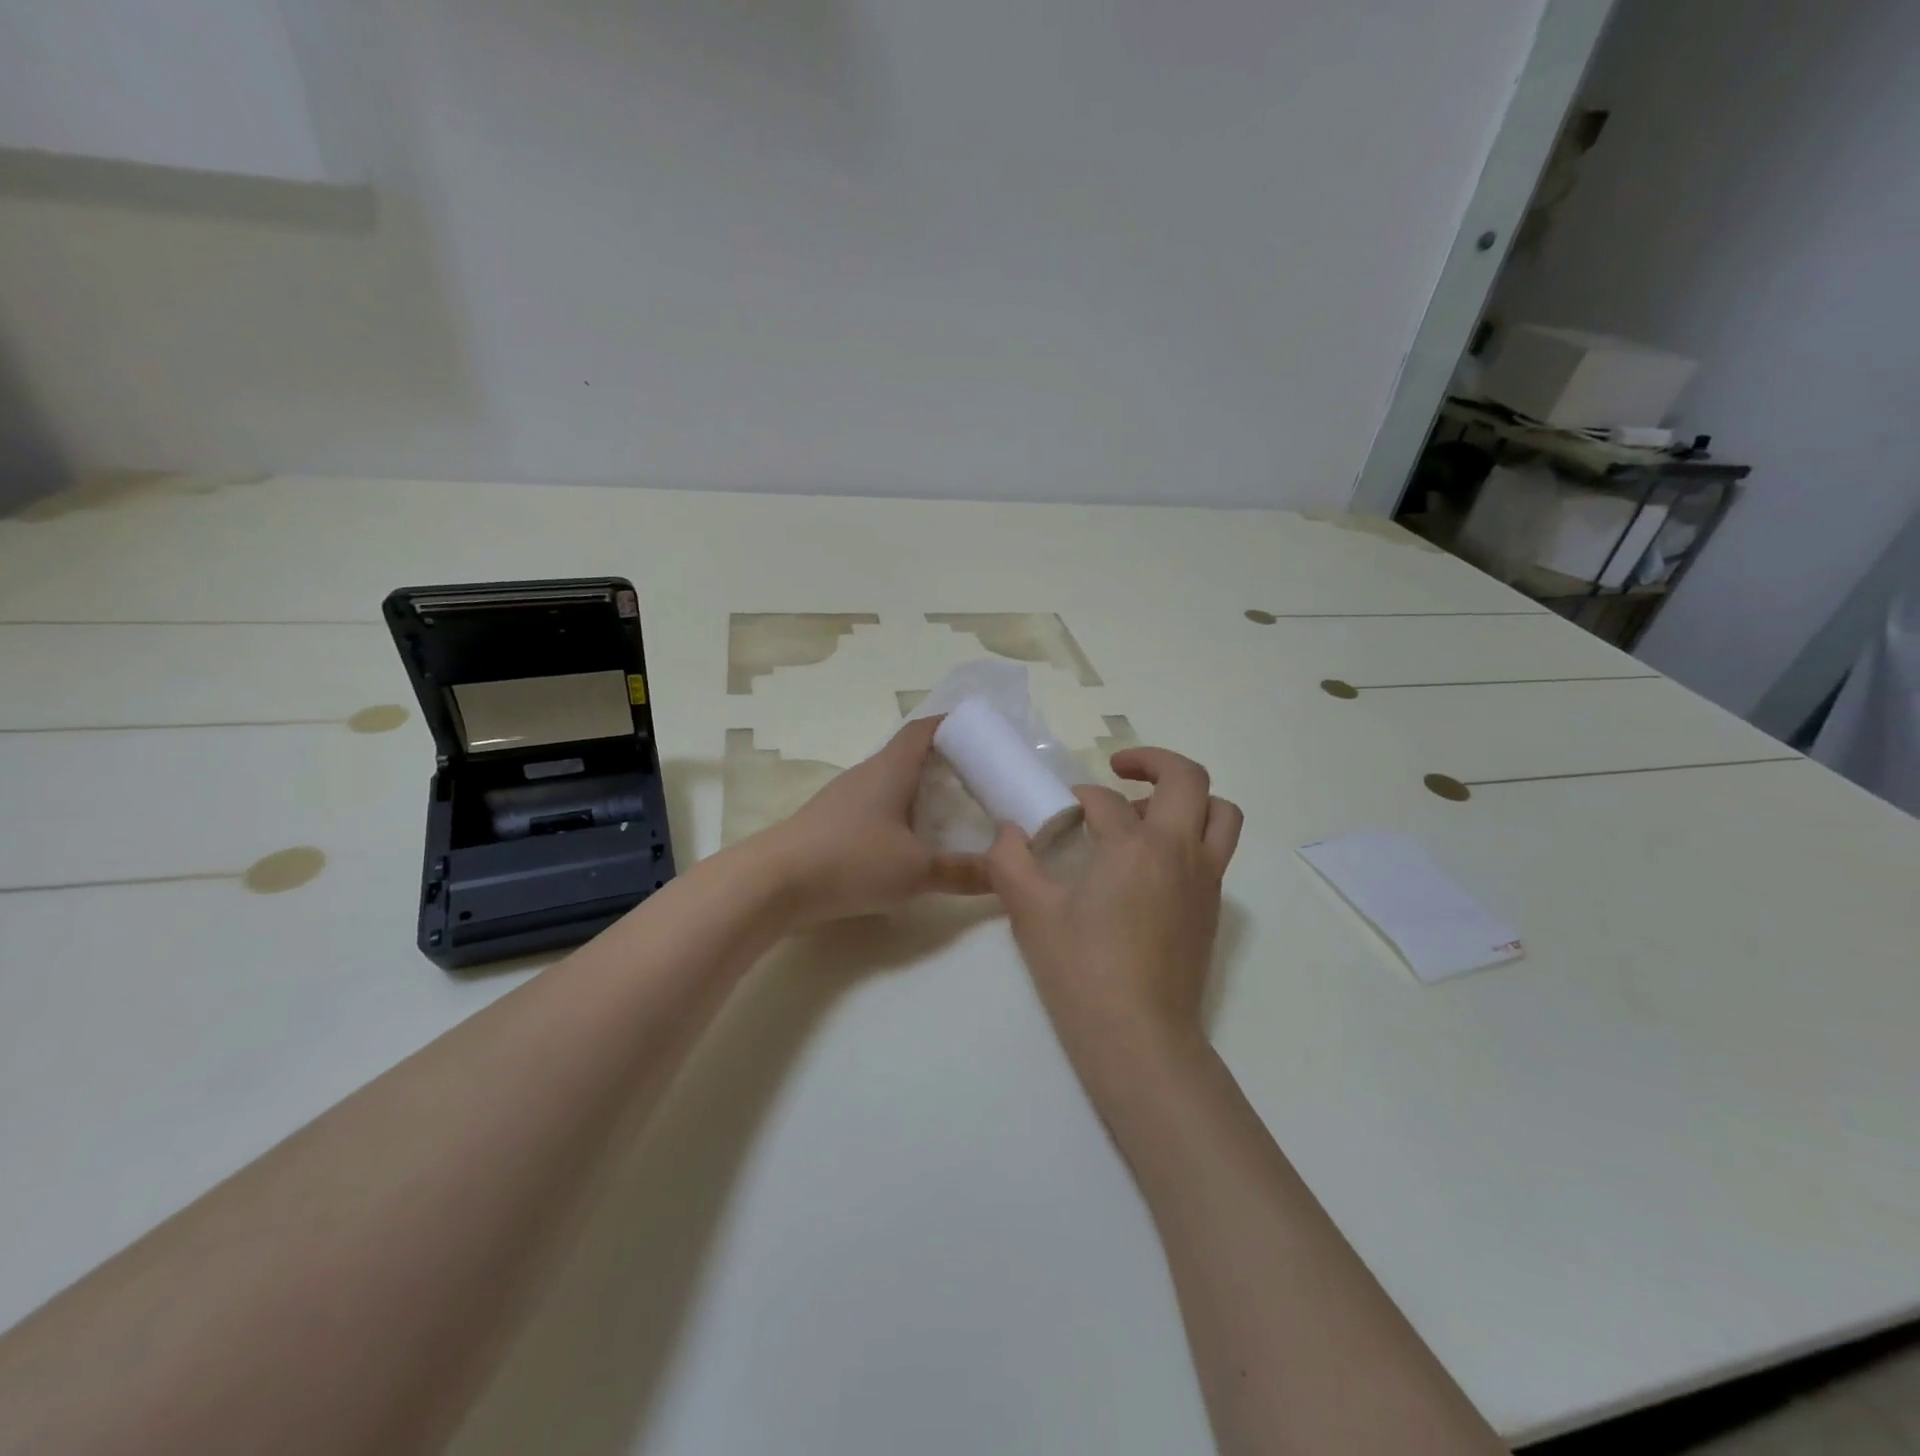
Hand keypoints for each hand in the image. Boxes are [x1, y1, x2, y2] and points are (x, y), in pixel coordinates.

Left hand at [763, 717, 990, 924]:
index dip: (952, 725)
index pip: (924, 730)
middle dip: (943, 762)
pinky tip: (907, 841)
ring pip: (890, 782)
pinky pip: (874, 805)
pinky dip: (897, 813)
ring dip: (918, 790)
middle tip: (977, 779)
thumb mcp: (916, 870)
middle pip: (909, 755)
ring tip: (949, 811)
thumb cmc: (851, 861)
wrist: (773, 883)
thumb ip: (962, 872)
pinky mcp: (830, 822)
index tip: (980, 732)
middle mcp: (867, 774)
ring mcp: (844, 798)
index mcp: (891, 769)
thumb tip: (1005, 871)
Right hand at [987, 748, 1242, 1081]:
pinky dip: (1190, 836)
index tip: (1059, 810)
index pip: (1105, 801)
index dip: (1078, 797)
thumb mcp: (1031, 913)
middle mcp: (1180, 852)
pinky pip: (1213, 851)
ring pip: (1219, 815)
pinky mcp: (1211, 910)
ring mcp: (1204, 882)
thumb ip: (1011, 861)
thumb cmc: (1082, 971)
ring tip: (1144, 814)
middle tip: (1120, 769)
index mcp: (1136, 846)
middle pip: (1190, 780)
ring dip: (1187, 799)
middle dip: (1154, 762)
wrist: (1139, 1039)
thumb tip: (1008, 832)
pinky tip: (1150, 865)